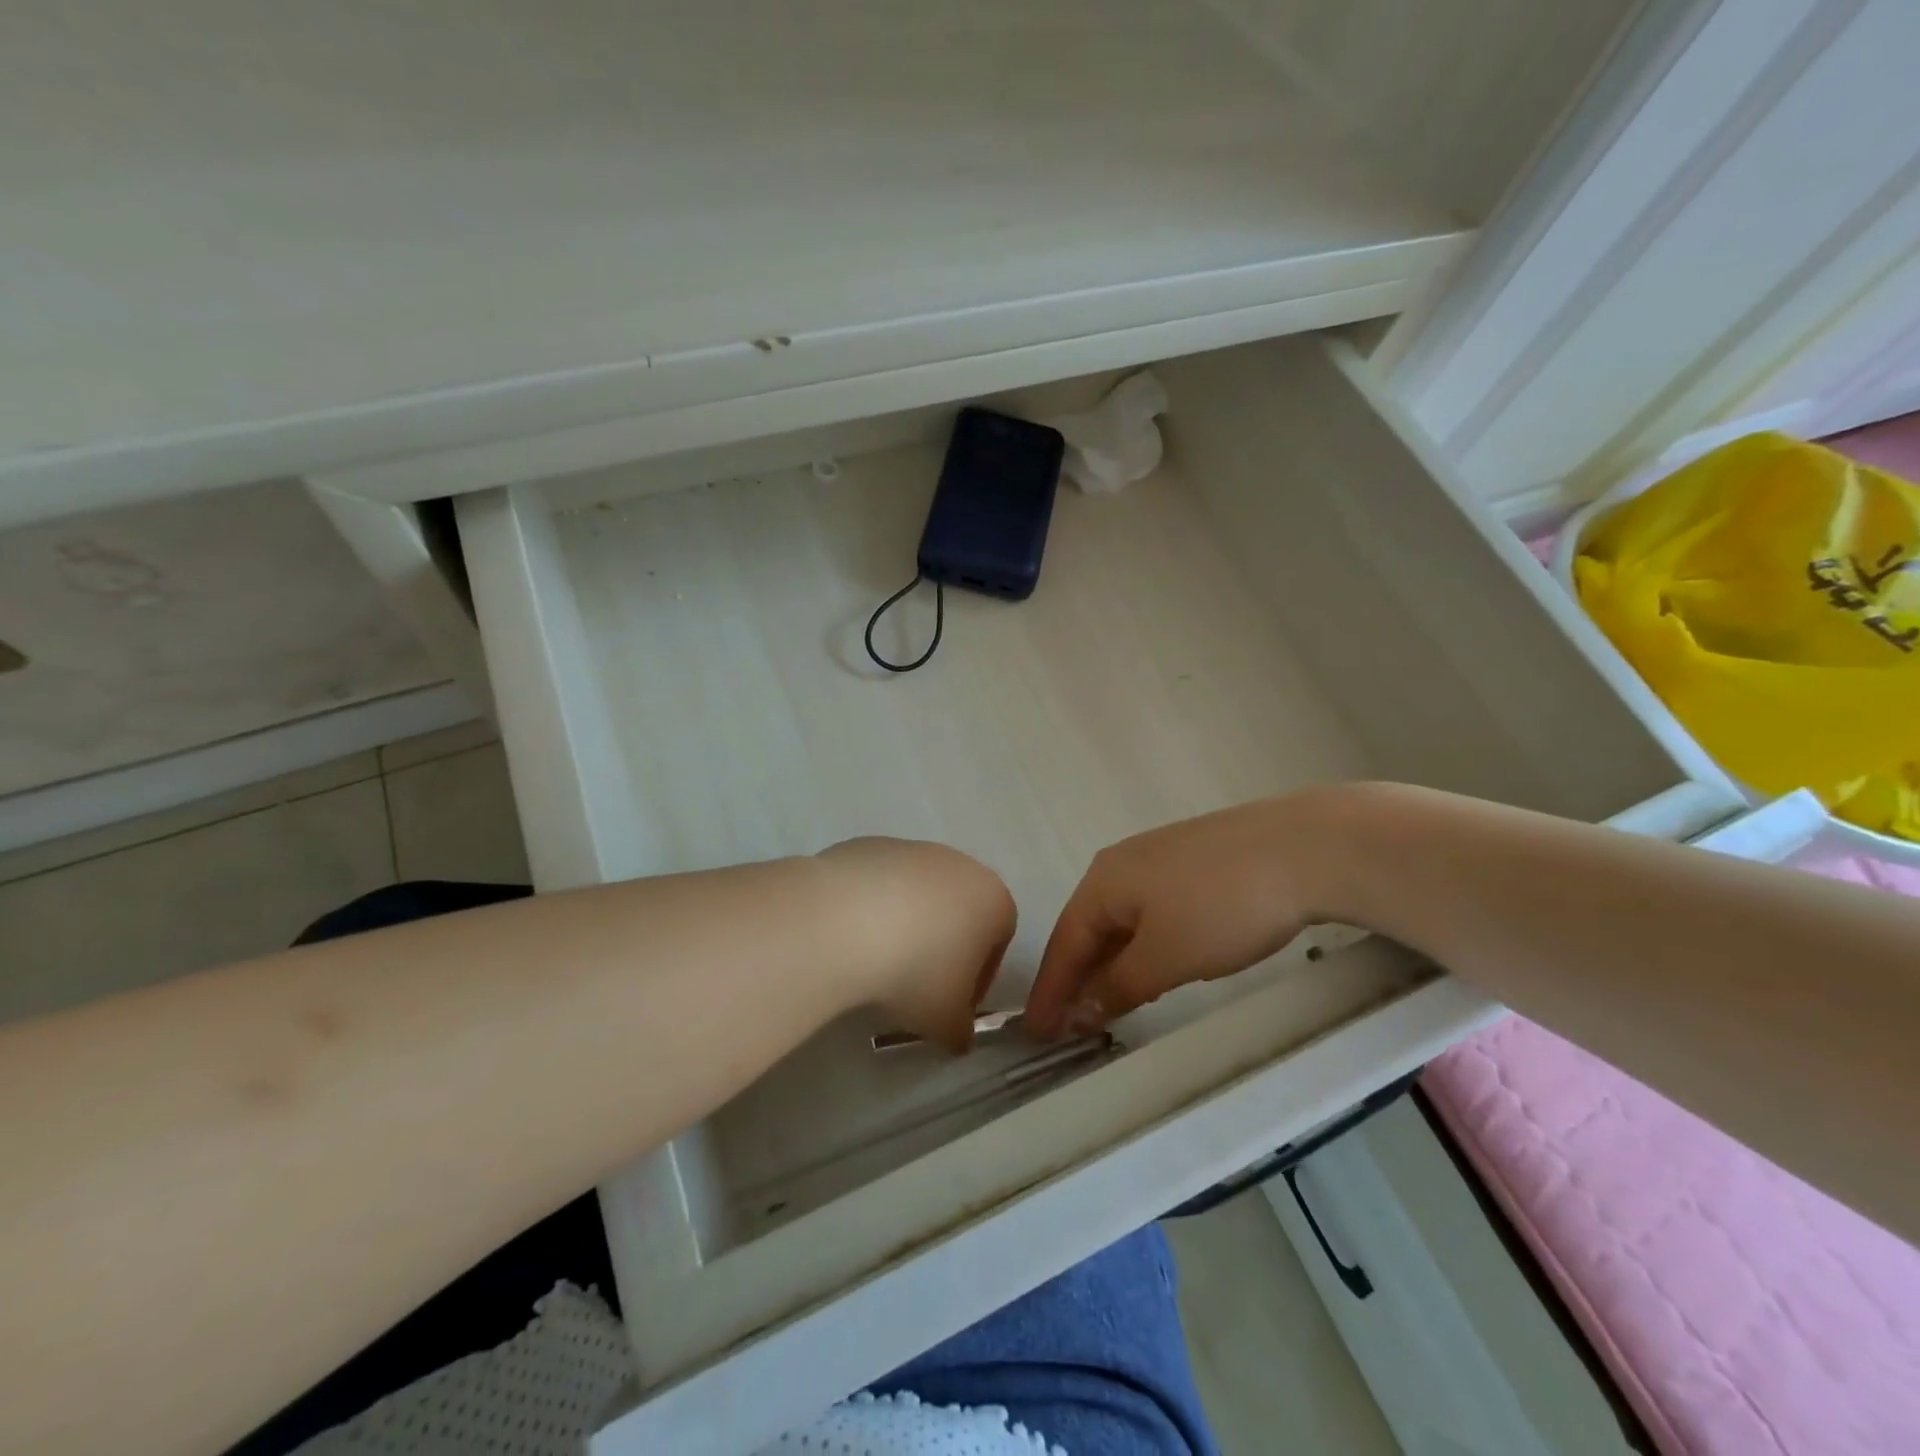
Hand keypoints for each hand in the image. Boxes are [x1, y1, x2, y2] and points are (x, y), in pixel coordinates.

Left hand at [816, 837, 1016, 1052]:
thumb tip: (957, 1035)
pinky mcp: (870, 845)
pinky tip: (850, 937)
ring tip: (874, 963)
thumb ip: (961, 1031)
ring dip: (905, 926)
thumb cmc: (915, 972)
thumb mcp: (946, 1021)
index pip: (998, 942)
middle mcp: (960, 864)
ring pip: (918, 895)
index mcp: (993, 900)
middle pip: (958, 912)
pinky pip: (879, 885)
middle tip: (913, 987)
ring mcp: (913, 849)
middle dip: (941, 948)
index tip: (949, 1006)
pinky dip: (871, 908)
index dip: (976, 980)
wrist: (842, 921)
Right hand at [1025, 795, 1337, 1038]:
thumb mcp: (1166, 957)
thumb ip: (1119, 986)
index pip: (1064, 942)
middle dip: (1078, 977)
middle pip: (1089, 927)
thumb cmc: (1222, 906)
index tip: (1036, 1032)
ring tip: (1107, 1003)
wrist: (1303, 848)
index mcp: (1103, 881)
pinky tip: (1154, 962)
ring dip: (1111, 963)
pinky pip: (1149, 910)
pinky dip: (1141, 945)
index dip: (1050, 991)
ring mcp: (1159, 857)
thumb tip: (1080, 1010)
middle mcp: (1121, 863)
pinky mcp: (1192, 860)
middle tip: (1068, 1025)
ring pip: (1122, 919)